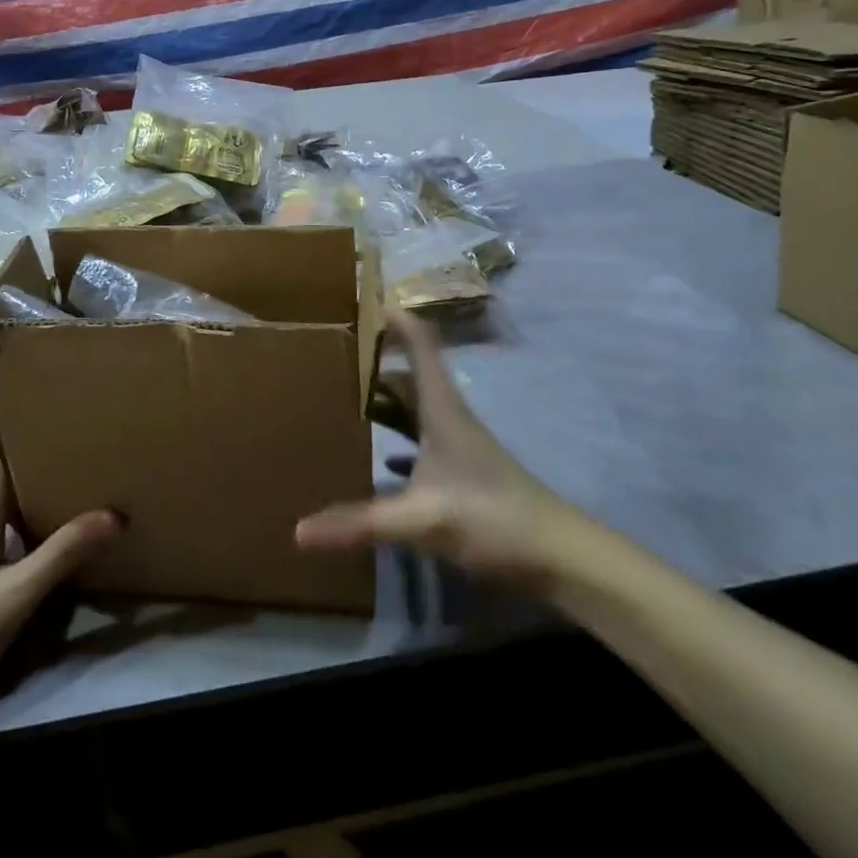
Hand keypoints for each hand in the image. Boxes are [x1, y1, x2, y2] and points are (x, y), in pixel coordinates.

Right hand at [296, 310, 586, 587]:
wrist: (560, 558)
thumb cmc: (493, 518)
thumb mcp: (422, 519)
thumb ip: (360, 523)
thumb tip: (298, 530)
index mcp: (442, 408)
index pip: (420, 344)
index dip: (395, 318)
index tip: (362, 299)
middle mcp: (449, 417)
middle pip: (411, 373)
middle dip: (378, 356)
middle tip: (334, 349)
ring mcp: (457, 446)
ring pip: (415, 408)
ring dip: (386, 397)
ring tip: (345, 393)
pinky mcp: (461, 475)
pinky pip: (420, 443)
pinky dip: (397, 440)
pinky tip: (379, 459)